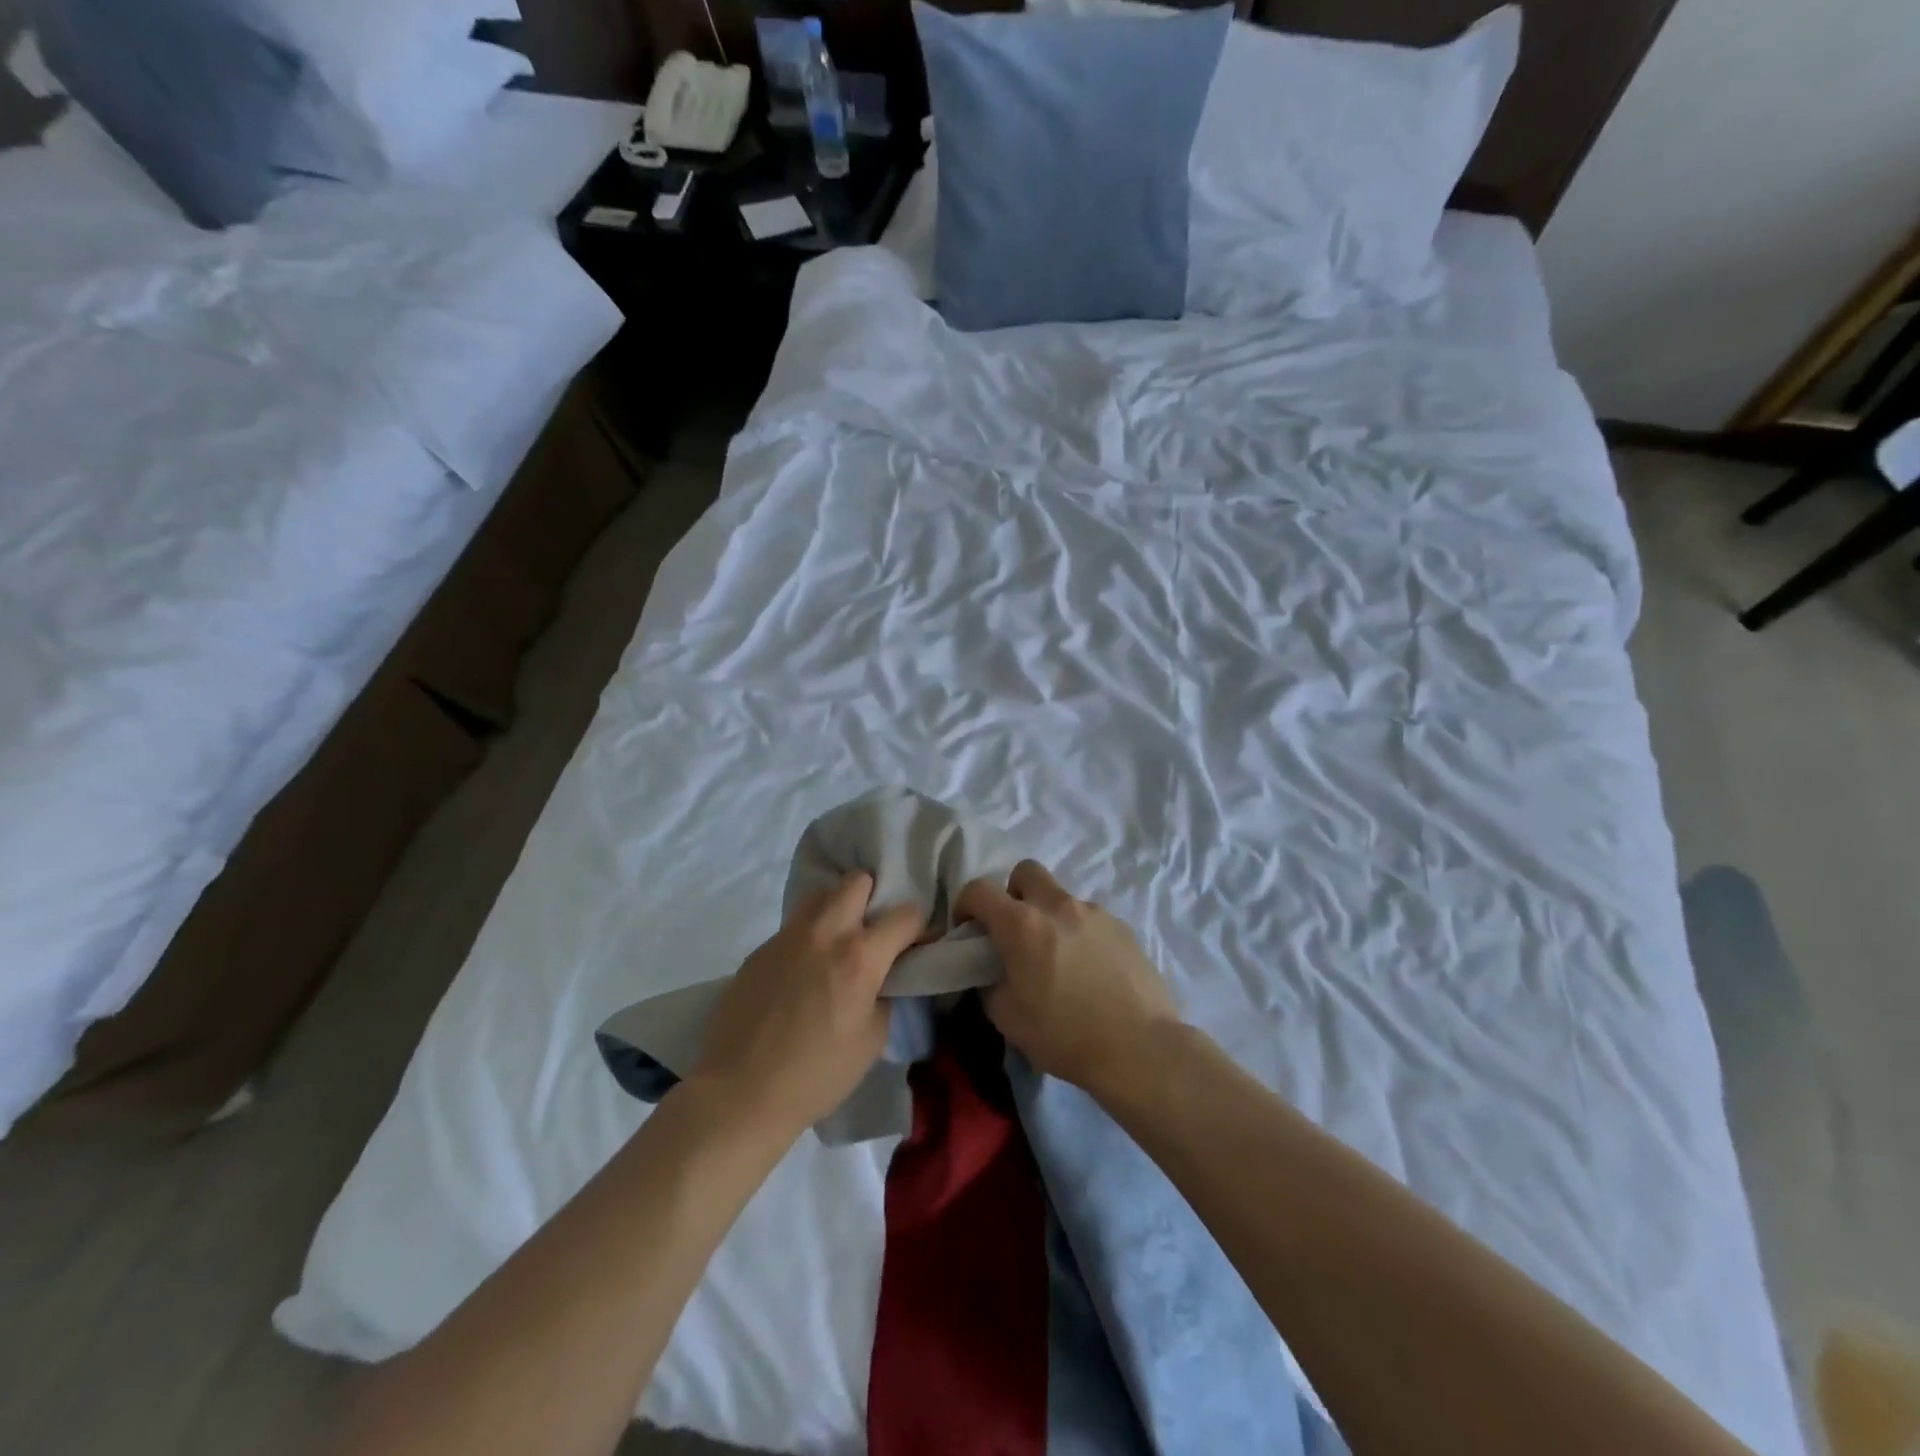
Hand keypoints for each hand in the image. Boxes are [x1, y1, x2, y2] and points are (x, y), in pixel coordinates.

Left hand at [691, 872, 923, 1138]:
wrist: (740, 1091)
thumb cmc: (816, 1074)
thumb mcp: (872, 1040)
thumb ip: (885, 995)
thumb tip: (883, 977)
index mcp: (860, 956)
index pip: (906, 914)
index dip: (918, 927)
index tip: (915, 945)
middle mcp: (825, 932)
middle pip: (858, 880)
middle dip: (874, 898)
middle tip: (873, 932)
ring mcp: (788, 936)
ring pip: (821, 894)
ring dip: (837, 909)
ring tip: (837, 944)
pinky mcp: (760, 949)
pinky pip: (793, 926)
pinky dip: (807, 937)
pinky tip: (802, 973)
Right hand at [955, 860, 1178, 1095]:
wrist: (1139, 1048)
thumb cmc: (1065, 1035)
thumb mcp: (1008, 1019)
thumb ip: (991, 985)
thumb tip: (993, 974)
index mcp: (1022, 924)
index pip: (979, 889)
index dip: (965, 904)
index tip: (968, 929)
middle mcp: (1057, 906)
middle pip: (1026, 872)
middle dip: (1013, 892)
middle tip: (1015, 930)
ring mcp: (1094, 913)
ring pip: (1061, 897)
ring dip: (1050, 917)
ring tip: (1059, 959)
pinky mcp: (1123, 927)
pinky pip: (1090, 919)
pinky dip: (1080, 934)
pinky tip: (1090, 970)